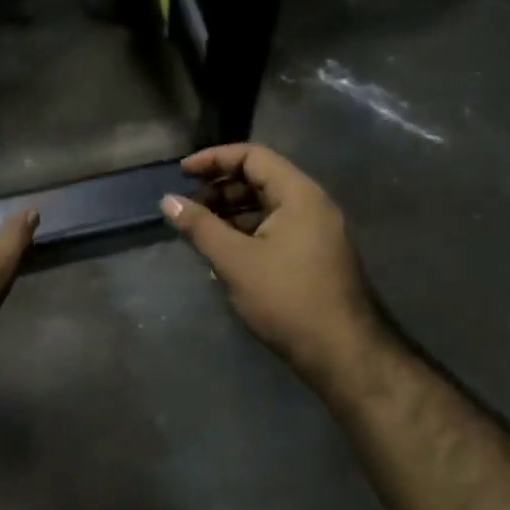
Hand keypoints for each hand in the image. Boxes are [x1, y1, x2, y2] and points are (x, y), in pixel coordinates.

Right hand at [162, 144, 386, 385]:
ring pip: (267, 206)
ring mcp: (316, 232)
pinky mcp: (314, 256)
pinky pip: (275, 229)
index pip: (253, 156)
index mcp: (299, 195)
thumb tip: (167, 201)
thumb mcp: (235, 261)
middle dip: (220, 188)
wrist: (341, 352)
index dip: (214, 159)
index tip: (181, 173)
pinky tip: (224, 252)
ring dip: (231, 212)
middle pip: (260, 179)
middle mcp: (312, 205)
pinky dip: (247, 232)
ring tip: (200, 230)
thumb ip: (200, 226)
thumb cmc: (286, 299)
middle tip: (188, 206)